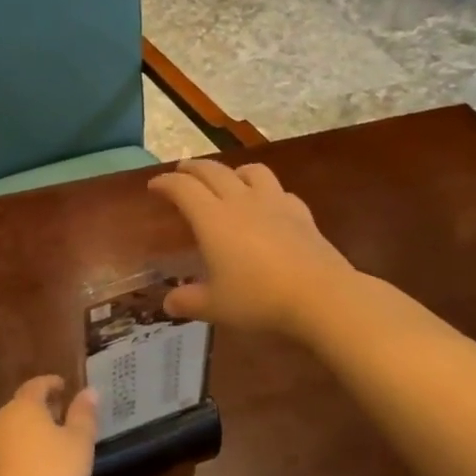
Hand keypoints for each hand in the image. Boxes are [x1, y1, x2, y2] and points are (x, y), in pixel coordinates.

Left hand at [0, 376, 96, 475]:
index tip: (64, 386)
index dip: (51, 383)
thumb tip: (89, 390)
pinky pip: (4, 452)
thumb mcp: (79, 444)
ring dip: (29, 432)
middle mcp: (0, 419)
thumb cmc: (51, 475)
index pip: (37, 385)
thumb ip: (84, 415)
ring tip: (49, 443)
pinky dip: (19, 452)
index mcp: (23, 406)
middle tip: (61, 415)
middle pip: (21, 406)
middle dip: (40, 408)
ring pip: (11, 429)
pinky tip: (33, 467)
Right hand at [149, 159, 355, 337]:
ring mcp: (274, 203)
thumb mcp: (215, 306)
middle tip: (181, 172)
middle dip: (193, 169)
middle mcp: (240, 201)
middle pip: (213, 171)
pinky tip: (268, 204)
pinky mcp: (301, 213)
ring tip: (228, 180)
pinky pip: (279, 191)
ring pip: (250, 171)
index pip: (183, 188)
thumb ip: (189, 301)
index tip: (154, 186)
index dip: (165, 183)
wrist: (320, 295)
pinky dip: (266, 191)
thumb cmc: (259, 299)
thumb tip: (168, 303)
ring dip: (232, 171)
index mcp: (212, 219)